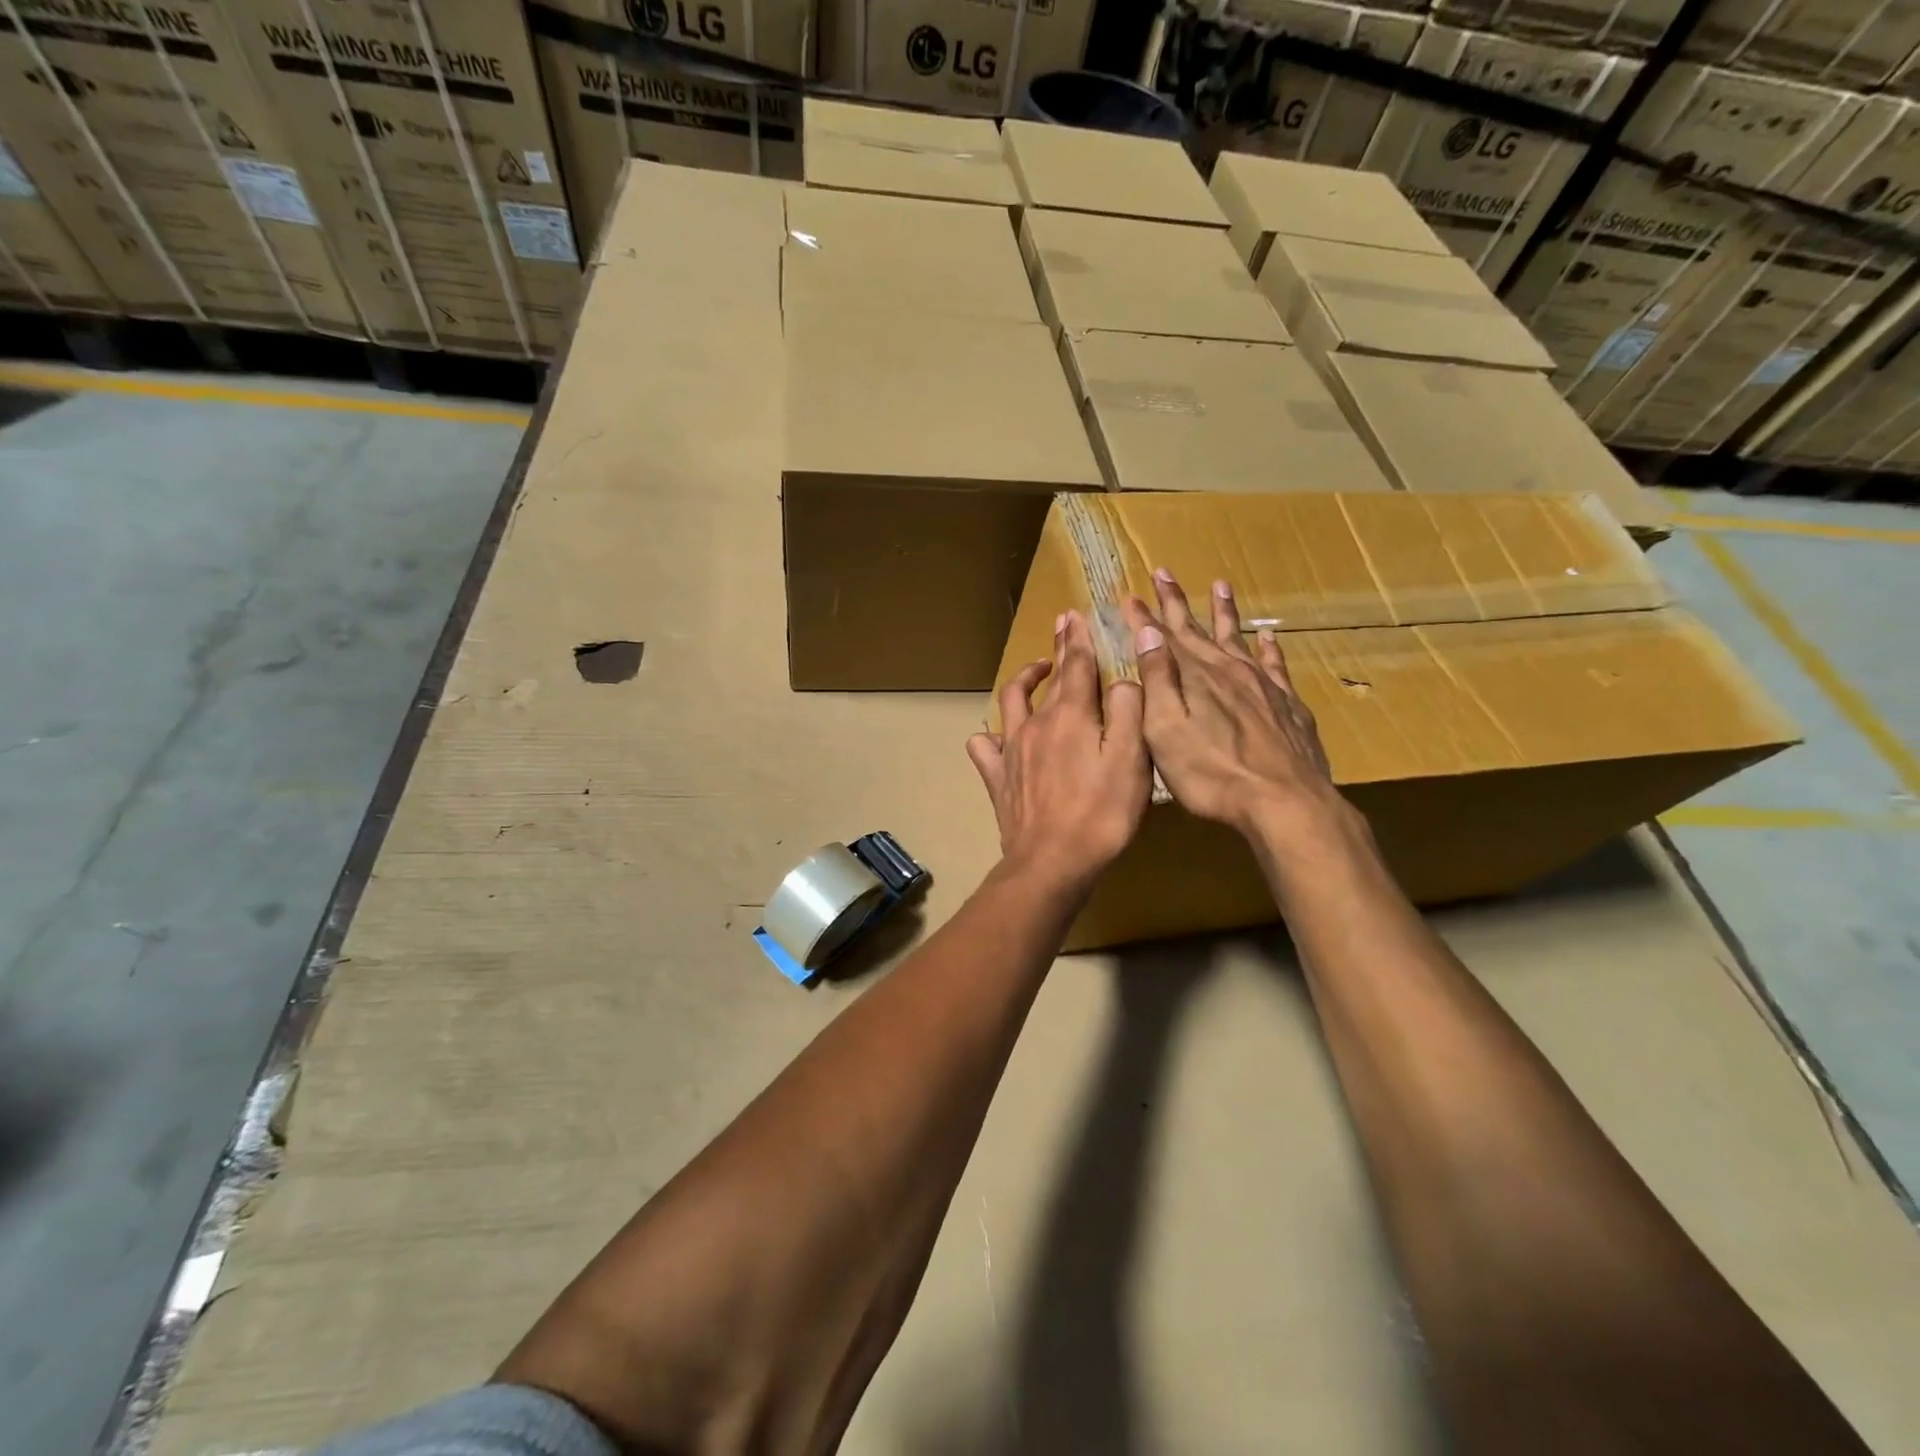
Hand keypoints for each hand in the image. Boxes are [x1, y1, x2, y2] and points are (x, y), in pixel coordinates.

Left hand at [967, 610, 1149, 891]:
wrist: (1053, 860)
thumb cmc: (1102, 812)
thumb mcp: (1132, 759)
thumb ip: (1129, 711)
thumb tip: (1122, 681)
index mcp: (1071, 715)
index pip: (1076, 665)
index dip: (1078, 638)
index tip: (1075, 615)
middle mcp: (1036, 723)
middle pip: (1047, 679)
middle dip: (1057, 650)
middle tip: (1063, 628)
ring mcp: (1012, 750)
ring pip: (1010, 702)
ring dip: (1023, 681)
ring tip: (1035, 672)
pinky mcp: (998, 778)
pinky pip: (984, 747)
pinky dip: (989, 736)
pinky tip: (997, 737)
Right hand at [1121, 571, 1342, 839]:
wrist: (1284, 801)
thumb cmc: (1212, 773)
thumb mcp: (1166, 729)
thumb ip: (1157, 679)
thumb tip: (1148, 632)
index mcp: (1194, 677)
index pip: (1162, 637)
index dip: (1144, 615)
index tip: (1128, 594)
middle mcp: (1228, 671)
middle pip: (1198, 629)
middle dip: (1177, 602)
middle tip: (1163, 572)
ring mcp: (1263, 686)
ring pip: (1238, 638)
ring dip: (1225, 612)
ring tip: (1220, 585)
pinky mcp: (1288, 705)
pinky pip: (1276, 665)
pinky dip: (1269, 648)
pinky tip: (1268, 637)